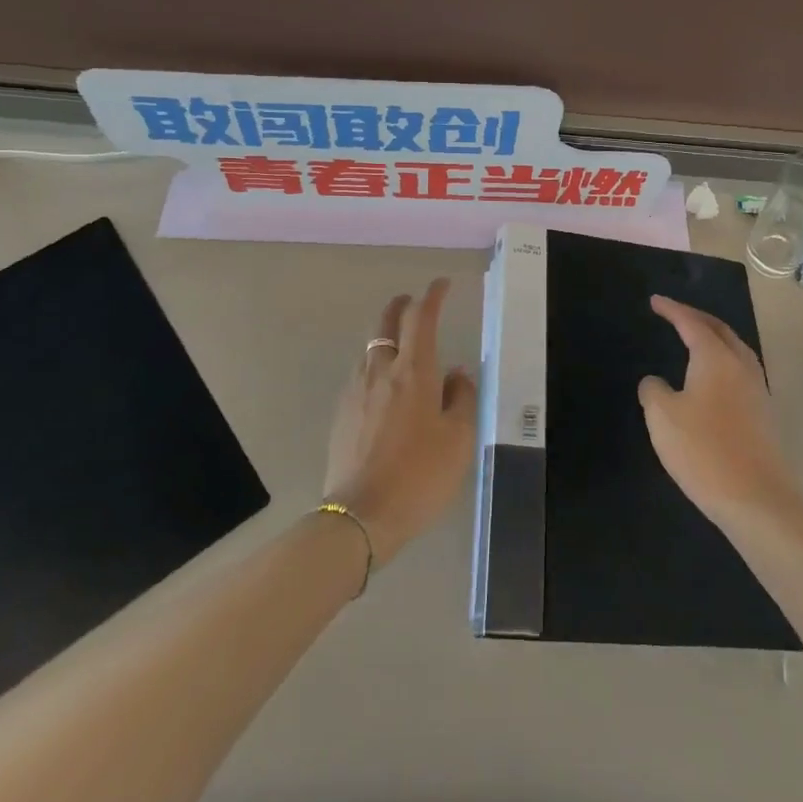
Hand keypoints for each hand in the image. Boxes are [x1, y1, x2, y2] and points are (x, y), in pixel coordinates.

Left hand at [323, 279, 477, 566]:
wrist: (359, 517)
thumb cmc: (419, 475)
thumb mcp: (459, 439)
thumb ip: (461, 397)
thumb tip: (456, 373)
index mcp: (413, 371)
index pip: (421, 317)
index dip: (432, 295)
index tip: (442, 284)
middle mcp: (380, 371)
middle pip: (387, 323)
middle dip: (402, 306)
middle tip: (415, 302)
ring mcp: (355, 391)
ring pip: (371, 349)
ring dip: (387, 337)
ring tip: (402, 346)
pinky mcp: (341, 414)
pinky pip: (361, 375)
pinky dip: (376, 366)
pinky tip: (384, 387)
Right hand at [639, 295, 800, 523]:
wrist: (757, 499)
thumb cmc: (703, 450)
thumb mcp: (662, 417)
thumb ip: (654, 390)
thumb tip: (656, 382)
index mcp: (716, 358)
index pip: (691, 323)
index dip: (672, 310)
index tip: (655, 301)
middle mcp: (741, 366)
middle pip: (720, 331)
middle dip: (697, 318)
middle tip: (675, 314)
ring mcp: (758, 390)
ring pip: (736, 351)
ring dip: (715, 339)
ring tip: (696, 341)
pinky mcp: (764, 414)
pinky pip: (741, 372)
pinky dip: (723, 362)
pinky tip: (713, 380)